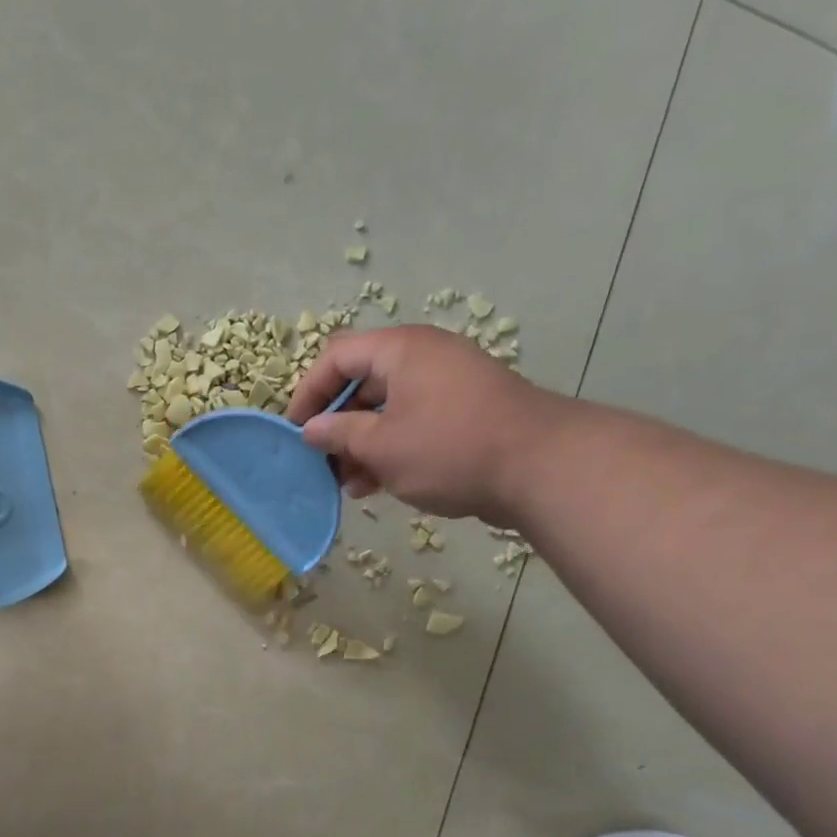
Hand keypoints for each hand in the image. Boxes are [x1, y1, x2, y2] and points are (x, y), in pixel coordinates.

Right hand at [286, 326, 566, 520]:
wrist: (541, 468)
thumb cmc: (449, 448)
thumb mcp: (381, 445)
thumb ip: (338, 434)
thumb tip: (310, 430)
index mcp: (401, 350)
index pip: (336, 357)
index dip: (309, 392)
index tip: (295, 432)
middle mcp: (423, 358)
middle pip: (361, 383)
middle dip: (335, 426)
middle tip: (320, 463)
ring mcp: (446, 385)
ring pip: (386, 409)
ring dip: (360, 445)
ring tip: (346, 484)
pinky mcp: (463, 414)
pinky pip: (412, 424)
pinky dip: (389, 449)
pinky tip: (375, 485)